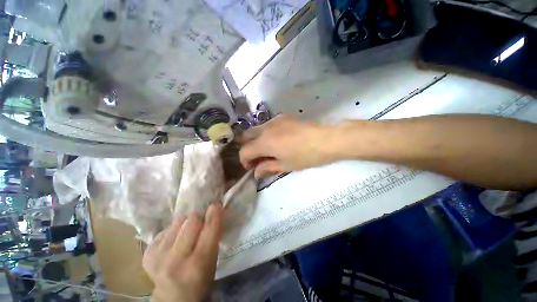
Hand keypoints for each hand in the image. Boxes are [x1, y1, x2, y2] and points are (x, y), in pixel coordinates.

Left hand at [142, 203, 222, 301]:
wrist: (172, 298)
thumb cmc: (200, 280)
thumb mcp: (213, 260)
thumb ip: (214, 235)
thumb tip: (214, 210)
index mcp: (198, 263)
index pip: (209, 228)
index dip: (214, 214)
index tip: (216, 205)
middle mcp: (176, 259)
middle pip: (191, 220)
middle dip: (199, 218)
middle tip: (201, 224)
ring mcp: (158, 256)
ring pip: (178, 221)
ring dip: (186, 223)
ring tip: (186, 233)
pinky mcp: (147, 253)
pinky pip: (166, 228)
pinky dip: (173, 231)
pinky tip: (174, 241)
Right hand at [239, 115, 336, 177]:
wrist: (326, 139)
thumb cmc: (305, 156)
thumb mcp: (285, 165)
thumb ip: (267, 168)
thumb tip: (256, 173)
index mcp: (264, 142)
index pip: (244, 151)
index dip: (244, 161)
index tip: (252, 168)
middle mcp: (265, 129)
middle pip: (246, 136)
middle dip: (247, 148)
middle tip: (257, 157)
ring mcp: (274, 120)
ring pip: (256, 129)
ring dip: (256, 140)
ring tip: (267, 150)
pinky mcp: (283, 117)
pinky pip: (267, 125)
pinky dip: (265, 134)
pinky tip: (277, 140)